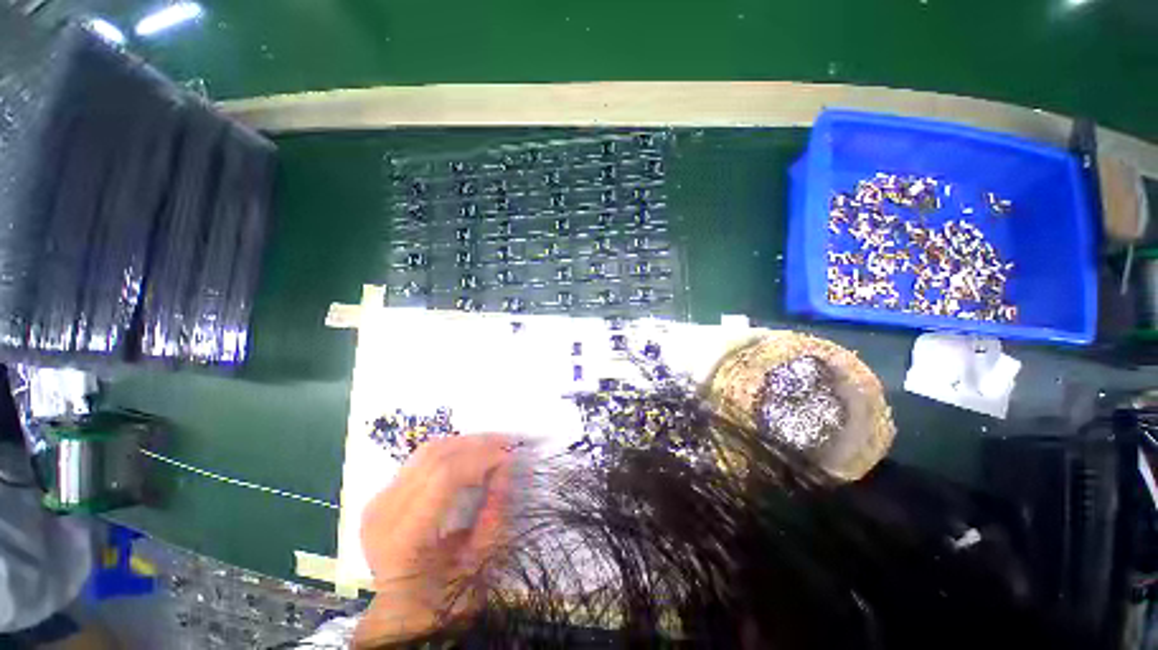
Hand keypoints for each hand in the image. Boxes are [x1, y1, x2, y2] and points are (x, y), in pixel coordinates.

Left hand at [355, 435, 514, 646]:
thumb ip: (493, 514)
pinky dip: (452, 450)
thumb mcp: (477, 563)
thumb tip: (506, 468)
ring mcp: (379, 500)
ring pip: (428, 450)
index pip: (444, 476)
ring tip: (493, 446)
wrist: (402, 611)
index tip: (509, 455)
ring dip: (465, 443)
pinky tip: (471, 455)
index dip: (481, 458)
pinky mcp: (384, 493)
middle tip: (507, 444)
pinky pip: (423, 458)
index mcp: (402, 539)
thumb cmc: (441, 597)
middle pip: (435, 456)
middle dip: (477, 444)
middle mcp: (383, 512)